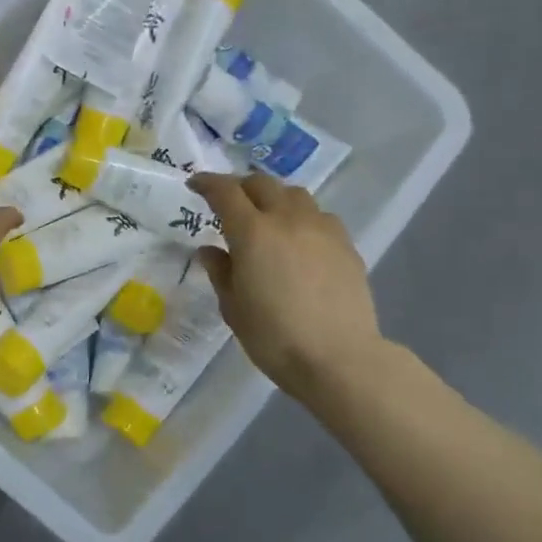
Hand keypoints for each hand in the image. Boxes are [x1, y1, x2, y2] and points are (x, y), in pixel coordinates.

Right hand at [191, 172, 386, 404]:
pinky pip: (319, 216)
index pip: (225, 192)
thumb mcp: (233, 308)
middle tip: (229, 202)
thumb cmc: (274, 337)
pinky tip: (299, 240)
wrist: (338, 358)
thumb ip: (220, 272)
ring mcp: (321, 228)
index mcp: (252, 232)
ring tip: (267, 217)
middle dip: (240, 186)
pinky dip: (301, 217)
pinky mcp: (345, 244)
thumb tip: (210, 250)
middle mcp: (287, 219)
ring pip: (294, 194)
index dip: (207, 183)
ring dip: (274, 198)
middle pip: (262, 184)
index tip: (195, 185)